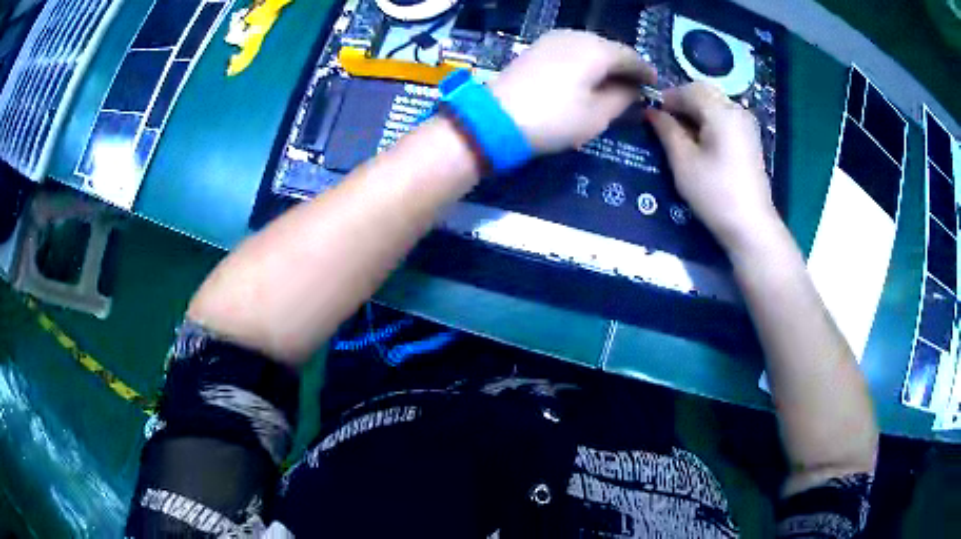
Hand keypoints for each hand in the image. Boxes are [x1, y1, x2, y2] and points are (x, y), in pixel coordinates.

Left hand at [489, 30, 656, 154]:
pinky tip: (586, 76)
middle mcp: (577, 36)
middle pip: (611, 48)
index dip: (646, 72)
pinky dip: (585, 61)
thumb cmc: (555, 119)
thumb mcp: (598, 115)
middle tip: (635, 85)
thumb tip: (633, 87)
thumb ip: (623, 97)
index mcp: (597, 50)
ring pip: (591, 47)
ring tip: (612, 82)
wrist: (497, 119)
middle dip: (625, 66)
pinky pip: (572, 49)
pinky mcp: (538, 47)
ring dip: (605, 63)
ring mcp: (554, 38)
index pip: (632, 57)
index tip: (655, 85)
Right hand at [647, 82, 779, 254]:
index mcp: (721, 112)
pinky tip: (701, 142)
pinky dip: (709, 121)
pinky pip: (725, 117)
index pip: (688, 90)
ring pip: (715, 104)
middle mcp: (737, 110)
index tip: (651, 115)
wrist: (751, 226)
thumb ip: (666, 130)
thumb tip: (652, 111)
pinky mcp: (750, 139)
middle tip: (664, 123)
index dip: (667, 98)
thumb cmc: (715, 193)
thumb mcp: (683, 161)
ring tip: (681, 134)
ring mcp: (747, 124)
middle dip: (681, 102)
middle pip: (704, 93)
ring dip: (695, 111)